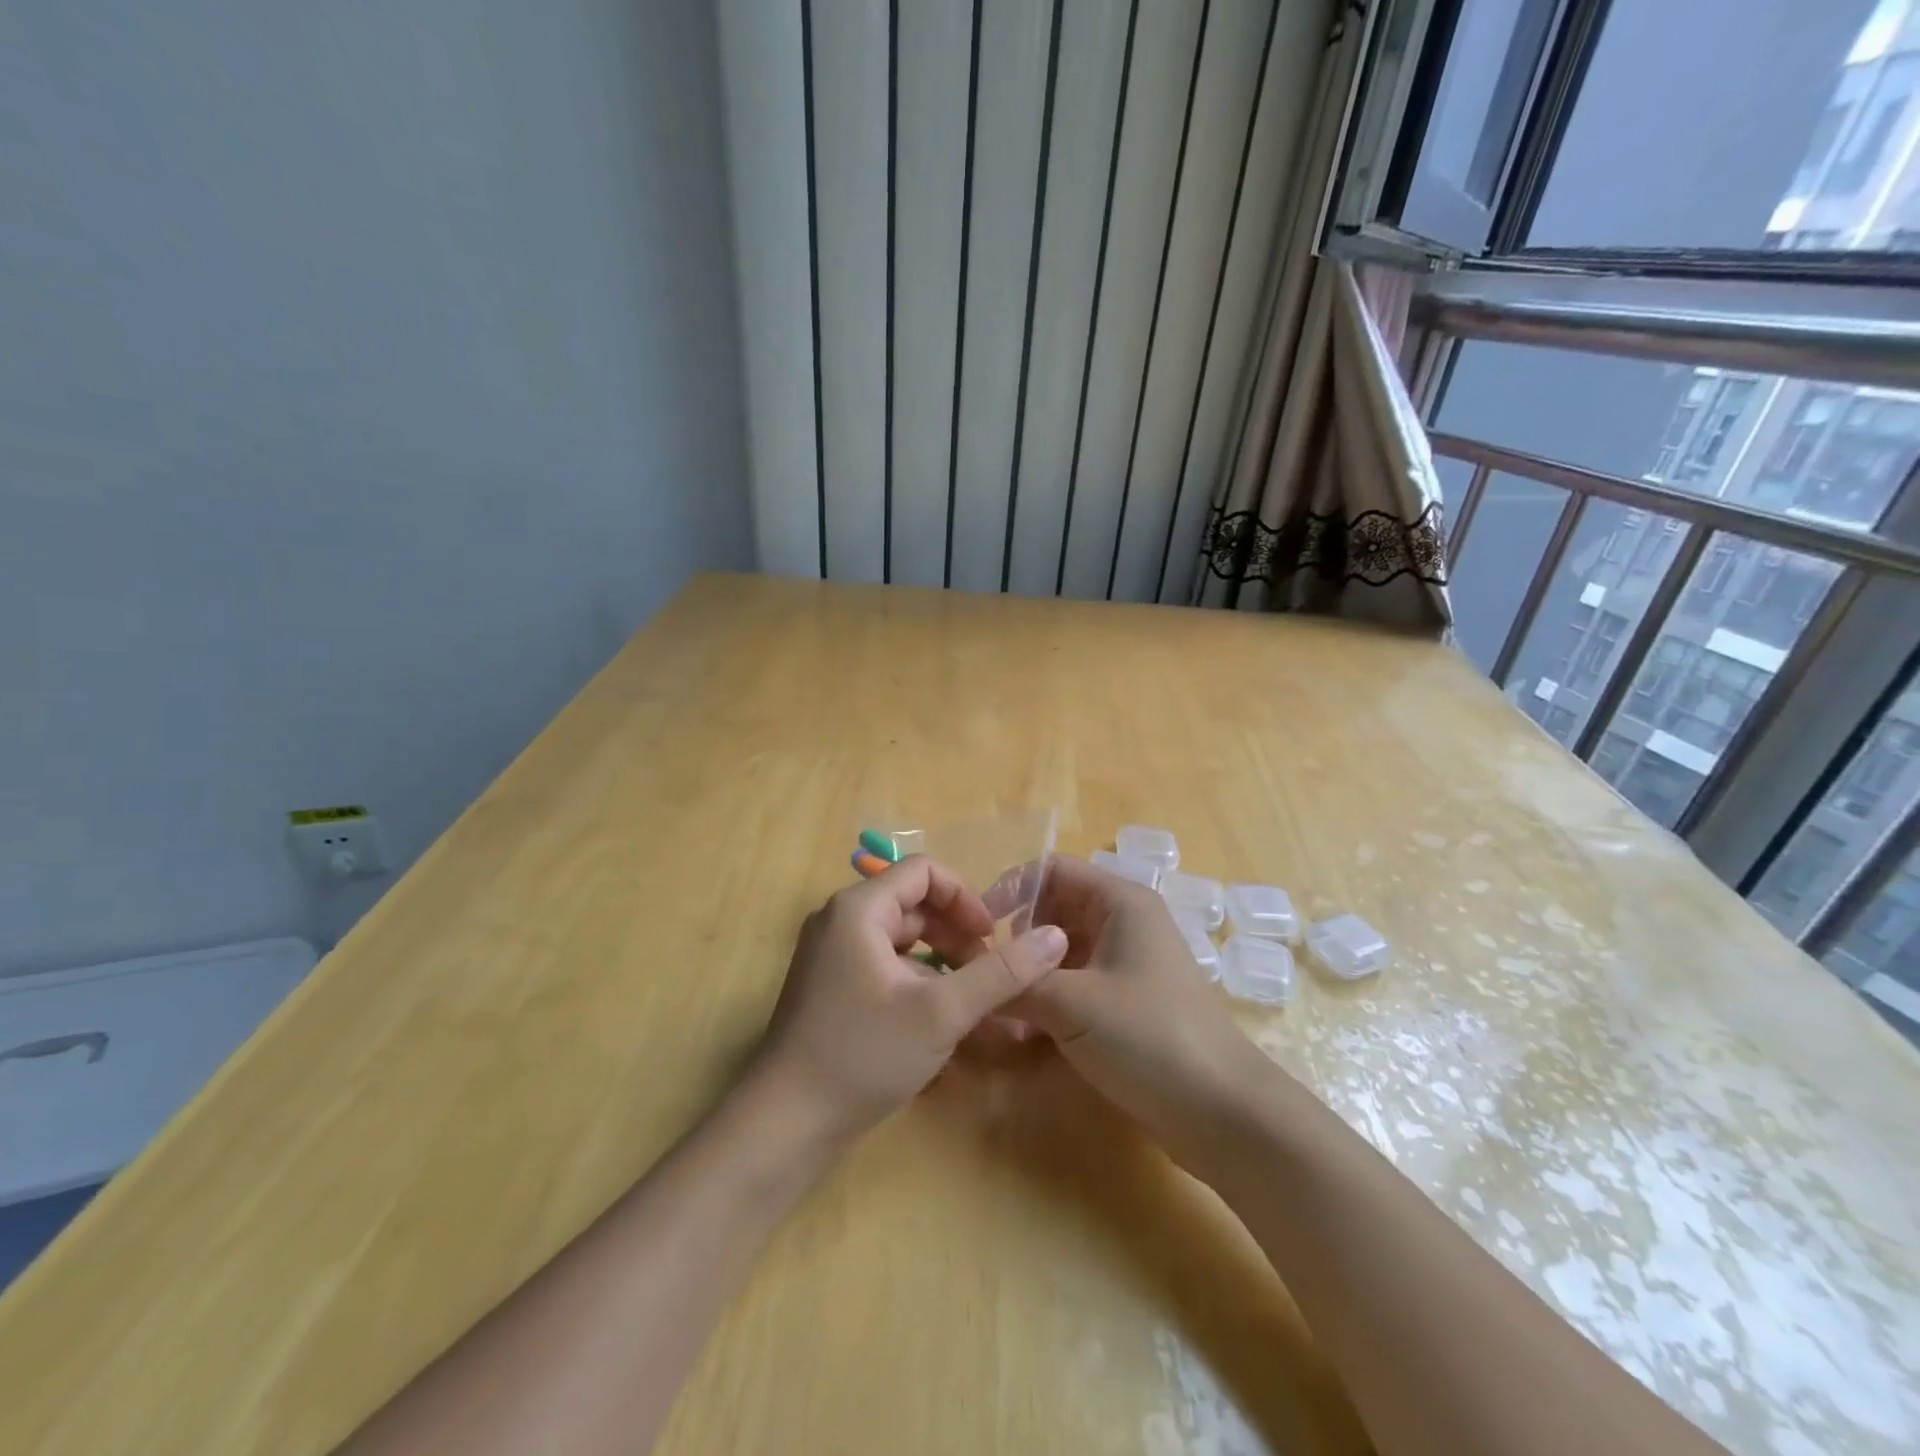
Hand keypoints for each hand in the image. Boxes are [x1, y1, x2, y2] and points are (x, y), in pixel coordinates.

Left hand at [751, 856, 1069, 1142]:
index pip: (923, 872)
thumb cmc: (863, 1055)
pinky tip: (941, 1021)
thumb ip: (1001, 973)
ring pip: (901, 940)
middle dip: (957, 935)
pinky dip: (917, 982)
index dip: (965, 898)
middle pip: (913, 905)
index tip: (992, 938)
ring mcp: (831, 955)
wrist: (784, 1124)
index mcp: (858, 909)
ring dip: (941, 961)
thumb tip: (1055, 937)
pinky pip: (884, 966)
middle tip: (989, 976)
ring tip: (971, 1001)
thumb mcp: (941, 1013)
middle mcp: (840, 920)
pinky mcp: (830, 987)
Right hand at [1006, 856, 1279, 1173]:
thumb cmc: (1149, 1037)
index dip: (1010, 888)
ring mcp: (1126, 964)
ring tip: (997, 1006)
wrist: (1223, 1114)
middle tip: (984, 972)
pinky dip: (1047, 1000)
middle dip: (1016, 937)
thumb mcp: (1072, 1005)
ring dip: (1029, 974)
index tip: (978, 926)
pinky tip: (1022, 1033)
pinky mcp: (1125, 1003)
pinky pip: (1074, 985)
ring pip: (1061, 952)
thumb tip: (969, 977)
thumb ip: (1016, 984)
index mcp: (1119, 902)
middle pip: (1054, 910)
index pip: (1052, 870)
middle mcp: (1123, 923)